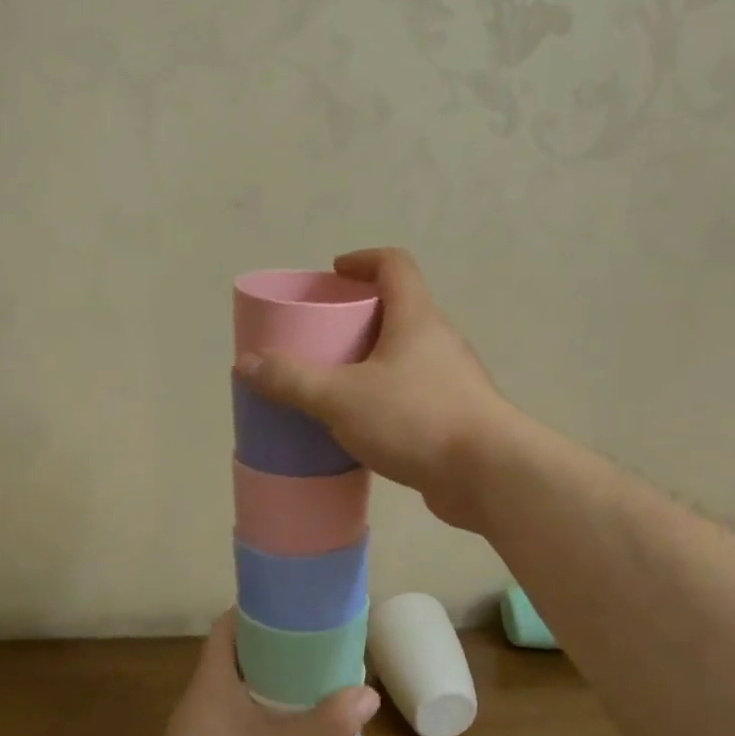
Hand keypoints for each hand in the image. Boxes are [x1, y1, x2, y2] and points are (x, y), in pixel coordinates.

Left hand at [134, 611, 377, 735]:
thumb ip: (332, 721)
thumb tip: (368, 694)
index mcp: (212, 681)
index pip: (227, 627)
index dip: (257, 612)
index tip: (293, 612)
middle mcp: (198, 701)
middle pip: (233, 660)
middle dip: (271, 654)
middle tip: (312, 653)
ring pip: (233, 698)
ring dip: (266, 693)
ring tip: (307, 694)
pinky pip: (230, 729)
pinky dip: (257, 726)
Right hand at [233, 247, 517, 529]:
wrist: (488, 475)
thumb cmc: (416, 419)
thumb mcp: (342, 398)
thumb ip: (293, 380)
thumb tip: (246, 363)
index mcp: (417, 318)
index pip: (394, 264)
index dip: (363, 260)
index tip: (334, 273)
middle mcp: (439, 341)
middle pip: (399, 310)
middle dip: (360, 317)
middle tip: (323, 336)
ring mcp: (452, 380)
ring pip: (406, 357)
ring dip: (372, 362)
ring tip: (335, 383)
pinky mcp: (455, 417)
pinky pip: (412, 394)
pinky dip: (385, 398)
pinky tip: (362, 426)